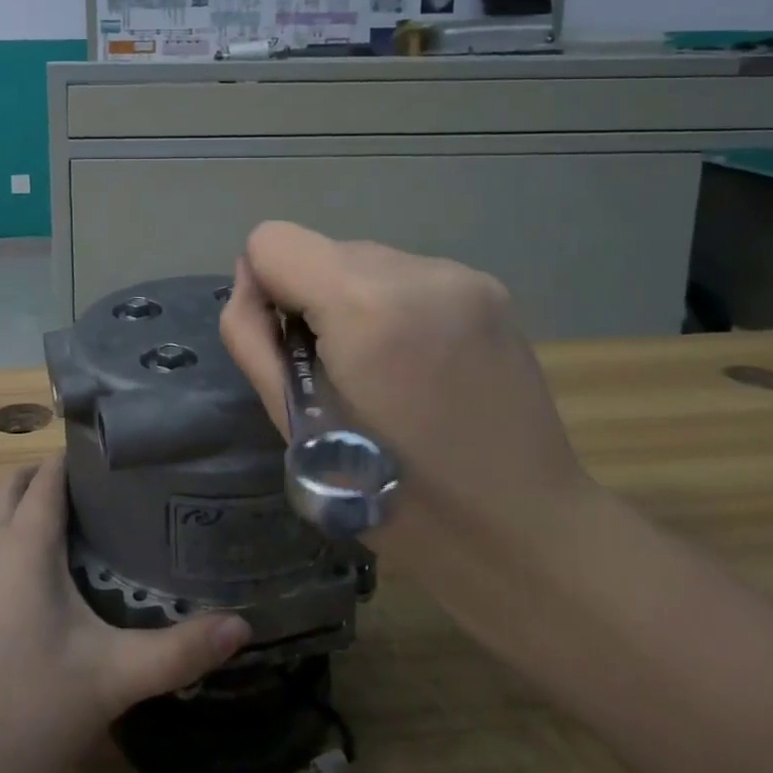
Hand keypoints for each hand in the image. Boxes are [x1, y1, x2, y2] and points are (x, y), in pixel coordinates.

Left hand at [0, 453, 249, 772]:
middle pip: (15, 485)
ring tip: (88, 529)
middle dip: (53, 476)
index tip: (125, 460)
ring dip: (31, 507)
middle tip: (108, 494)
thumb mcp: (112, 679)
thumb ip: (178, 651)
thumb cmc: (26, 710)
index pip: (49, 474)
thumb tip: (242, 626)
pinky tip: (53, 583)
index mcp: (23, 543)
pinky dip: (16, 539)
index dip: (82, 458)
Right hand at [218, 220, 592, 600]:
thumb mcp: (289, 421)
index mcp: (364, 306)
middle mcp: (417, 271)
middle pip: (321, 250)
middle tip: (340, 373)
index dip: (265, 288)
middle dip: (314, 299)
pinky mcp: (490, 288)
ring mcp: (461, 276)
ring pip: (364, 261)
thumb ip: (250, 334)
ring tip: (386, 373)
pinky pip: (407, 275)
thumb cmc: (390, 494)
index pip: (272, 240)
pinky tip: (420, 364)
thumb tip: (252, 282)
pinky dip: (395, 307)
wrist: (522, 532)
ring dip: (355, 302)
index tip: (290, 345)